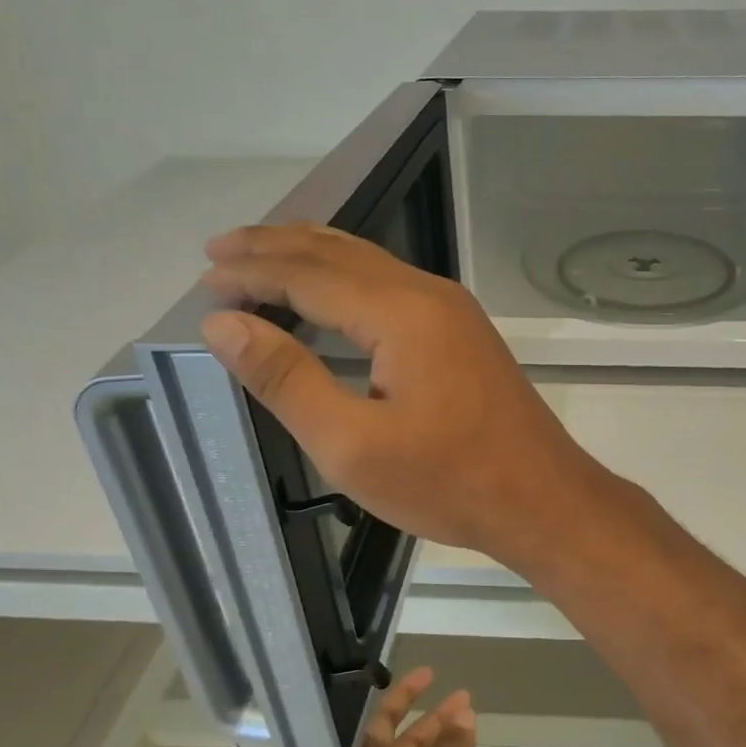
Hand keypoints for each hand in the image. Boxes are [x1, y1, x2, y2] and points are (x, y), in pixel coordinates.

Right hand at [200, 224, 614, 565]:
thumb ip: (286, 379)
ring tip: (261, 257)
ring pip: (370, 263)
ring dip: (312, 256)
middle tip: (219, 250)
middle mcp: (429, 294)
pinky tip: (329, 294)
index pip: (309, 273)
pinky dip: (347, 278)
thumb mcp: (352, 445)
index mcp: (401, 312)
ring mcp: (453, 310)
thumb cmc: (447, 482)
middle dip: (276, 248)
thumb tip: (224, 324)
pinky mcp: (463, 332)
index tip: (204, 280)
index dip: (252, 273)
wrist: (541, 498)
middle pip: (339, 253)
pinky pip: (392, 285)